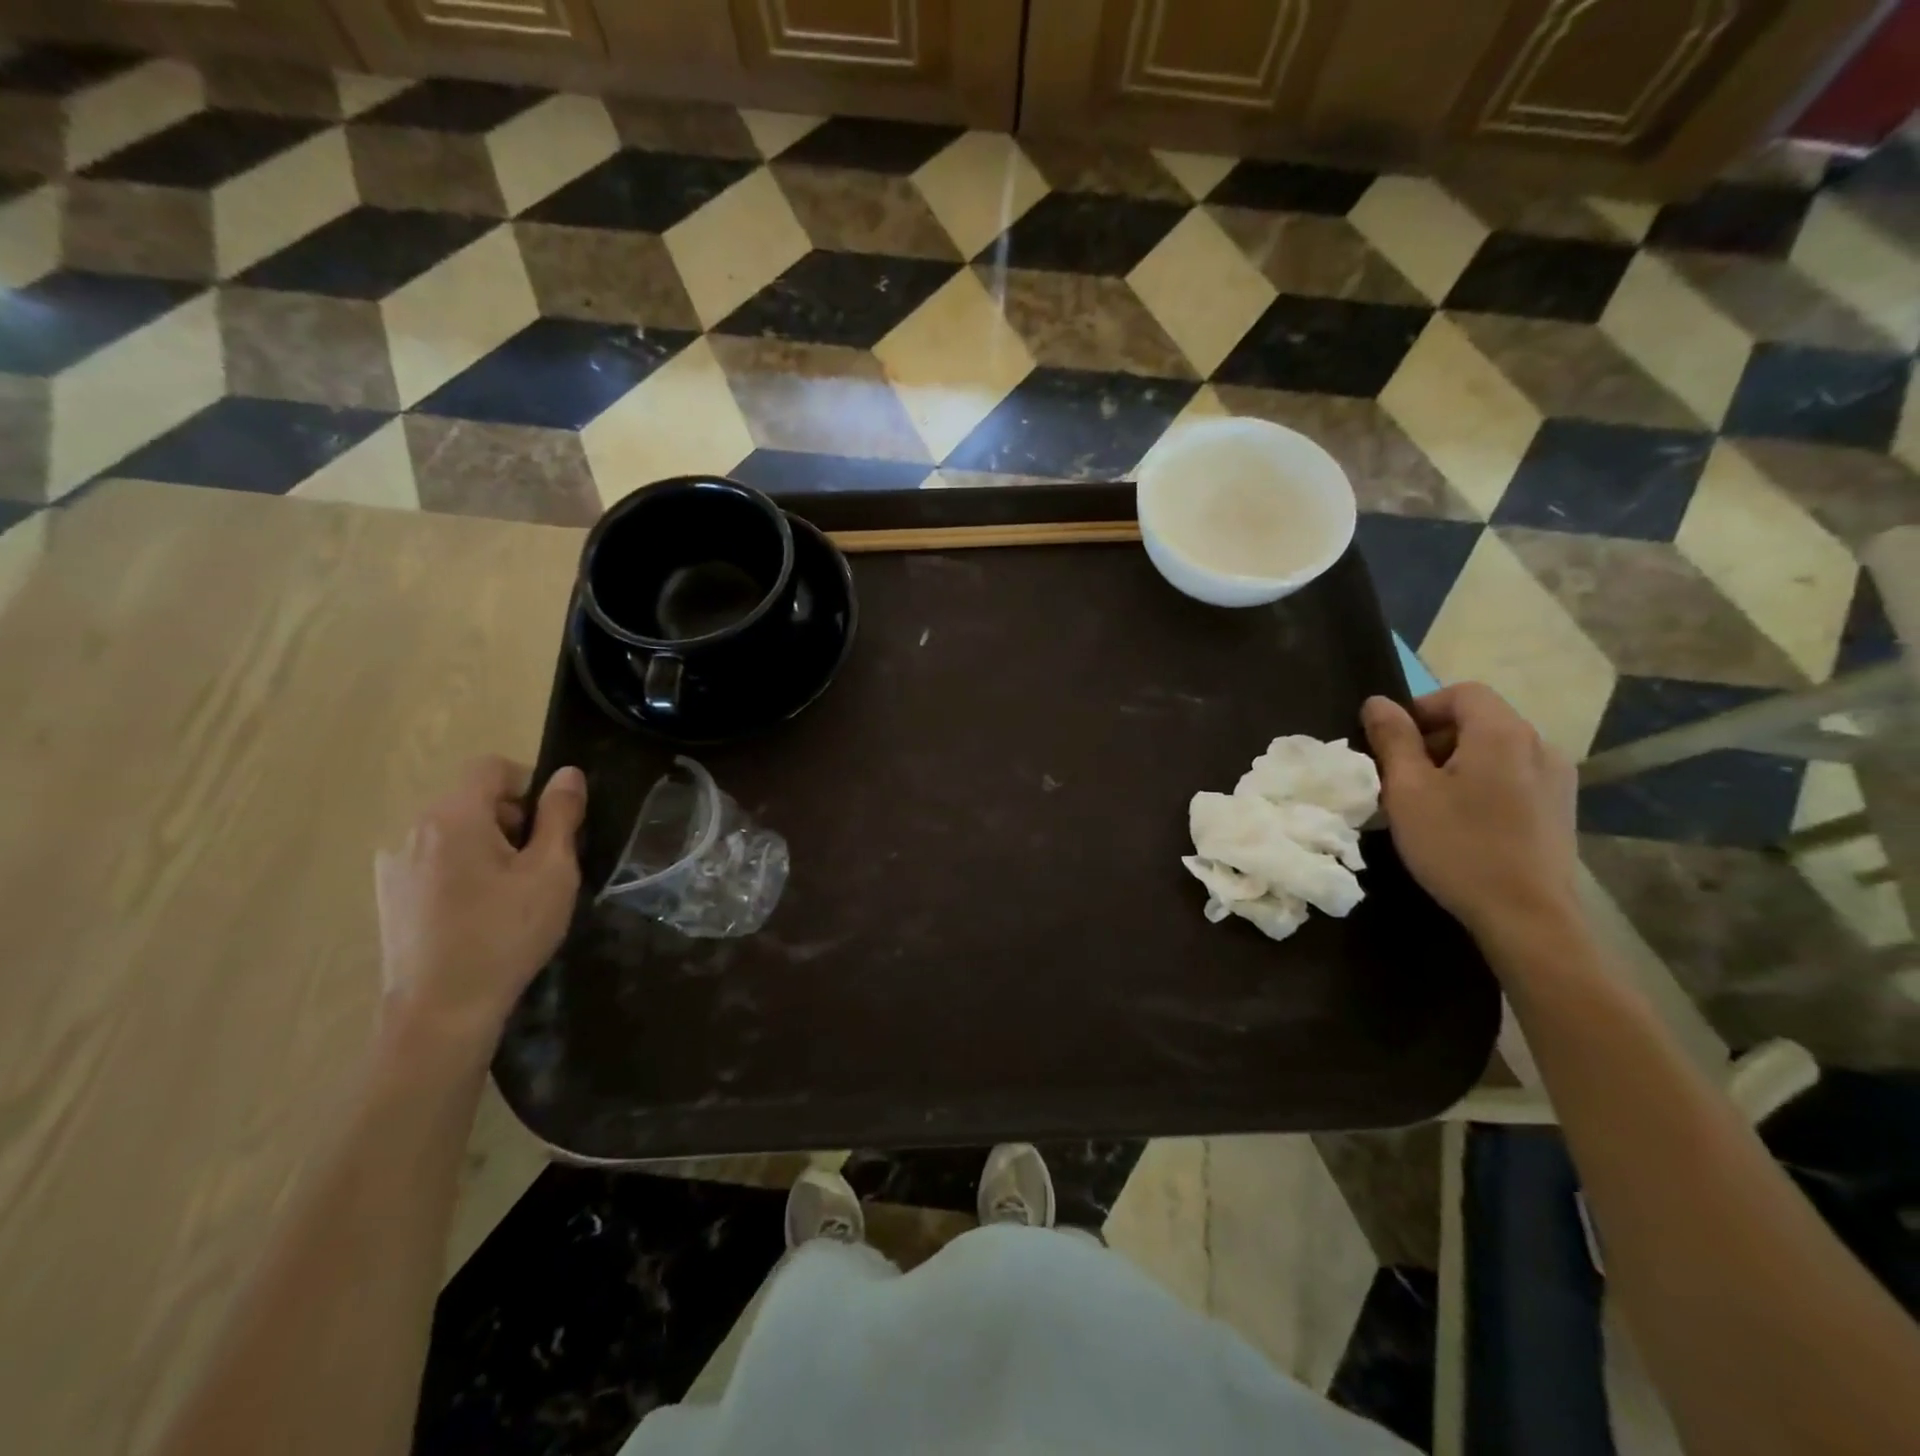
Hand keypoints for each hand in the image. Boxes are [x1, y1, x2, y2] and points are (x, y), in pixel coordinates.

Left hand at [374, 757, 586, 1052]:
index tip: (551, 826)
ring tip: (510, 893)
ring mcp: (393, 865)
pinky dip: (462, 869)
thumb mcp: (551, 871)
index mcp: (452, 817)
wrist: (441, 1013)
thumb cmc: (506, 934)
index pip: (492, 767)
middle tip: (539, 865)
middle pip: (472, 798)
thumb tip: (568, 775)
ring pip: (454, 831)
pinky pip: (434, 860)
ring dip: (488, 845)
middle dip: (512, 818)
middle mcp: (413, 830)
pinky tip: (477, 912)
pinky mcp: (388, 895)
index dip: (530, 784)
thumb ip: (561, 815)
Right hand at [1361, 684, 1578, 940]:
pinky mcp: (1560, 808)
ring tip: (1431, 800)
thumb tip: (1378, 702)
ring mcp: (1557, 779)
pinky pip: (1514, 775)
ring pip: (1497, 749)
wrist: (1527, 917)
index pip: (1462, 693)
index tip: (1393, 743)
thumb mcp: (1408, 791)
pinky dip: (1484, 782)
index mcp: (1503, 734)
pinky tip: (1465, 820)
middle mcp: (1539, 745)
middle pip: (1481, 719)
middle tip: (1403, 775)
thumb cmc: (1458, 846)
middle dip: (1436, 737)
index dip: (1421, 708)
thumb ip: (1392, 740)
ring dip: (1459, 761)